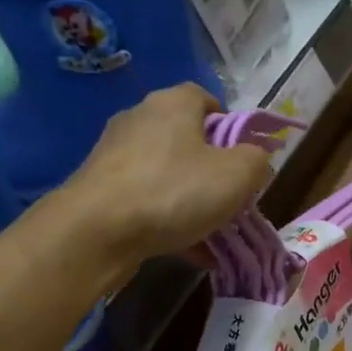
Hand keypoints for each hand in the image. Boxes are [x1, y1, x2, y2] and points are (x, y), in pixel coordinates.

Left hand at [62, 84, 271, 265]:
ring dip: (189, 201)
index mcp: (173, 103)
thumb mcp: (236, 175)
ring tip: (210, 234)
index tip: (244, 161)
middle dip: (211, 170)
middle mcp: (140, 119)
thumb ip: (257, 160)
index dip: (232, 128)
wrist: (94, 232)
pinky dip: (166, 221)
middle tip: (229, 200)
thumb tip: (255, 158)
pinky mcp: (100, 188)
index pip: (208, 100)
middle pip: (187, 140)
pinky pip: (145, 201)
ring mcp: (115, 154)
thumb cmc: (172, 192)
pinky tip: (185, 250)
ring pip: (166, 175)